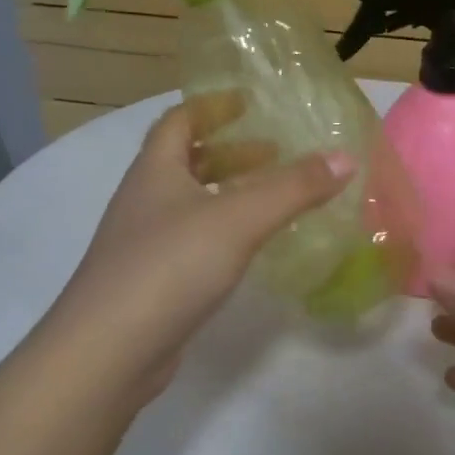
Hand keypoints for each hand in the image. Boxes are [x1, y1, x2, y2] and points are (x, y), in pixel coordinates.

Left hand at [48, 95, 352, 404]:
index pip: (179, 121)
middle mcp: (144, 200)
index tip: (249, 102)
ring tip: (271, 197)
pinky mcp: (152, 282)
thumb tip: (346, 157)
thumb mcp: (238, 219)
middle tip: (275, 152)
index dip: (212, 106)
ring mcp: (144, 244)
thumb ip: (293, 188)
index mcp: (155, 171)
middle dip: (230, 152)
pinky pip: (192, 240)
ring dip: (227, 192)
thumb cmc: (170, 267)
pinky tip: (248, 247)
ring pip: (190, 203)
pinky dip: (222, 231)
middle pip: (186, 161)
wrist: (108, 351)